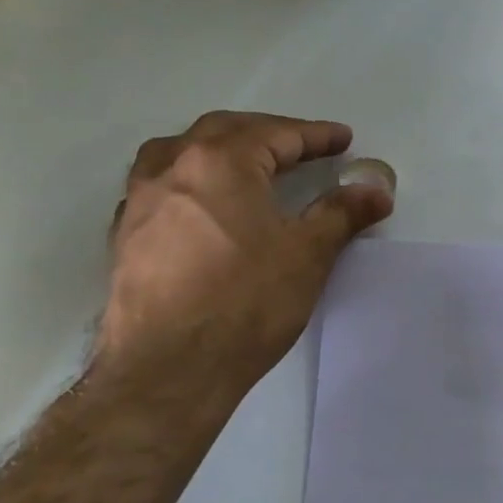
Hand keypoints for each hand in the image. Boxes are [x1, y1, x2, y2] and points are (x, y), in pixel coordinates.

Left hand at [94, 112, 391, 411]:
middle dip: (268, 133)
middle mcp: (172, 168)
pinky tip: (202, 206)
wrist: (168, 370)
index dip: (315, 136)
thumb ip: (342, 212)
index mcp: (219, 162)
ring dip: (217, 147)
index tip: (344, 140)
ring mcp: (141, 201)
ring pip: (179, 151)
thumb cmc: (245, 302)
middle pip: (224, 131)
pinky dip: (187, 180)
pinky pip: (158, 186)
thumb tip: (377, 189)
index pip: (276, 134)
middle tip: (302, 147)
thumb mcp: (307, 254)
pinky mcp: (124, 235)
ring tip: (244, 162)